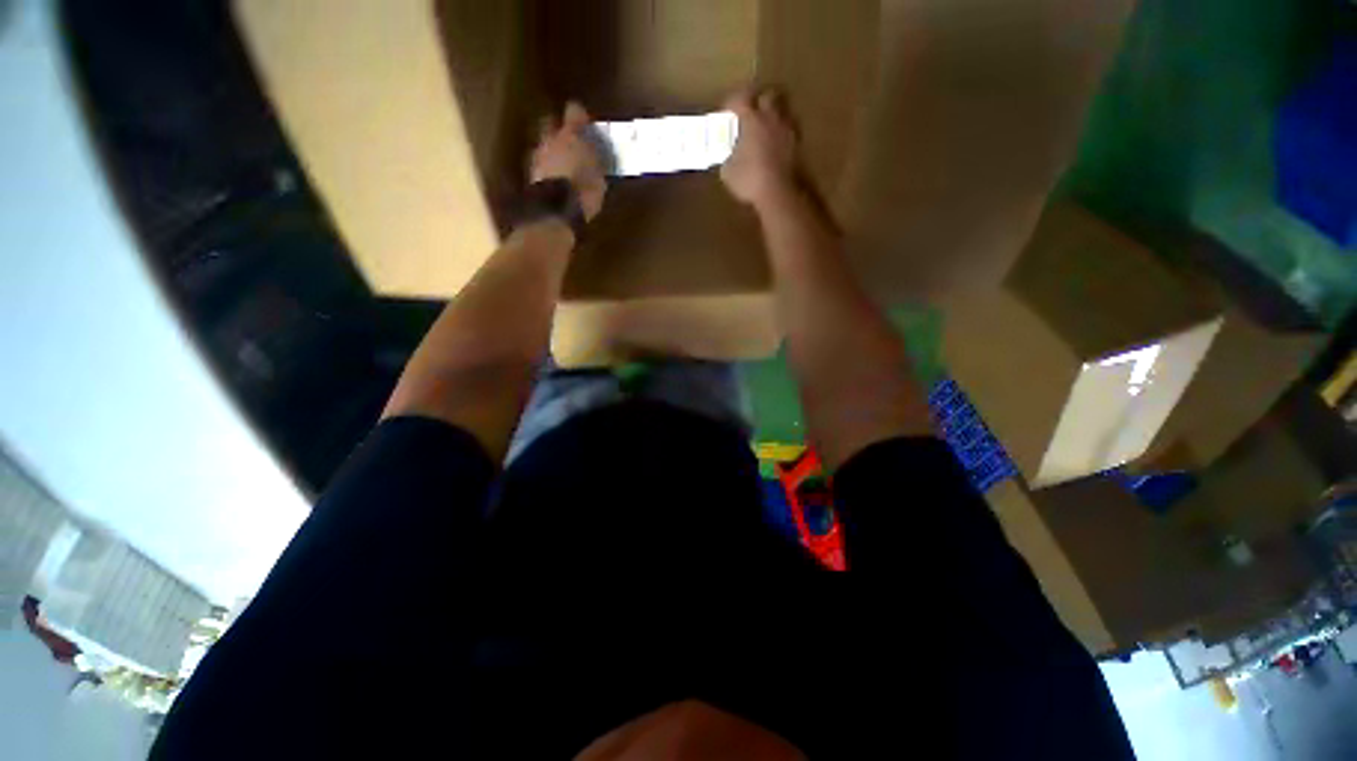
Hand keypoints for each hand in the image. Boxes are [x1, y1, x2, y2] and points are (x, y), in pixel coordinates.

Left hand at [531, 101, 606, 221]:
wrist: (555, 211)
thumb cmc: (583, 190)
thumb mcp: (600, 176)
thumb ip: (597, 161)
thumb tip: (598, 154)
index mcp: (571, 135)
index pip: (574, 112)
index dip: (579, 115)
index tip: (584, 120)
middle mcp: (551, 138)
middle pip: (551, 124)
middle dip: (558, 129)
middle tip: (569, 139)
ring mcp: (537, 155)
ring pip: (544, 144)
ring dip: (552, 150)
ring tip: (563, 163)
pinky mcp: (530, 174)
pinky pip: (540, 164)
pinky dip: (547, 168)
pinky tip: (555, 178)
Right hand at [721, 89, 800, 207]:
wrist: (780, 193)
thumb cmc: (750, 179)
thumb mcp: (728, 172)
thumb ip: (728, 157)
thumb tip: (728, 155)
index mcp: (752, 119)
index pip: (740, 98)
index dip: (731, 103)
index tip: (726, 113)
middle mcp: (771, 117)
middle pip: (767, 95)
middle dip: (757, 100)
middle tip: (750, 113)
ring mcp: (788, 129)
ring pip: (782, 110)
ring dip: (773, 115)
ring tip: (765, 127)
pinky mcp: (798, 144)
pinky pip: (789, 129)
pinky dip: (782, 132)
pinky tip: (776, 143)